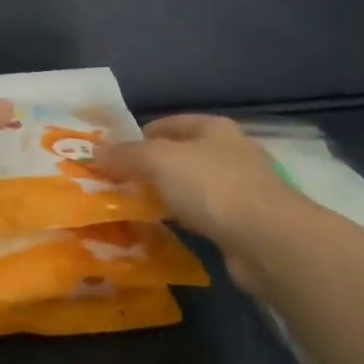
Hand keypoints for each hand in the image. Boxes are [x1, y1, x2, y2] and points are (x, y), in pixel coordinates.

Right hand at [95, 116, 297, 294]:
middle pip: (182, 155)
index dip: (141, 135)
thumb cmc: (211, 186)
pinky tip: (166, 230)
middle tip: (119, 184)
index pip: (171, 123)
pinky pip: (204, 215)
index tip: (114, 154)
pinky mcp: (245, 223)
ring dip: (167, 195)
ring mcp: (241, 188)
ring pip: (192, 186)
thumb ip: (126, 155)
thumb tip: (95, 151)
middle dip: (151, 168)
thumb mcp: (158, 161)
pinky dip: (184, 219)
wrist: (268, 240)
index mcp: (214, 128)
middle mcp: (230, 152)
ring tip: (135, 208)